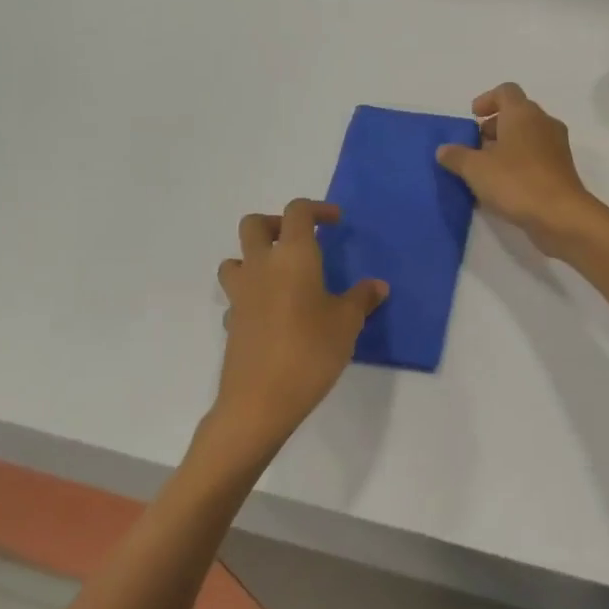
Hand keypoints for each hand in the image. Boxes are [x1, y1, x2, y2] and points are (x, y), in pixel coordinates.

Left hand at [199, 200, 387, 471]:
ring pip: (236, 258)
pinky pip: (237, 296)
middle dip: (277, 224)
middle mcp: (261, 266)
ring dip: (255, 258)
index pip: (297, 212)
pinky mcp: (231, 321)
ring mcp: (241, 294)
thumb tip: (377, 286)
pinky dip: (252, 296)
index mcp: (293, 257)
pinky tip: (272, 316)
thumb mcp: (348, 324)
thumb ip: (362, 299)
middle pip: (255, 225)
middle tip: (301, 241)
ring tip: (282, 276)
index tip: (336, 222)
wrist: (260, 400)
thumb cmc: (310, 351)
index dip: (317, 209)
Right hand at [437, 84, 601, 257]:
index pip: (506, 91)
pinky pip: (535, 157)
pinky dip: (518, 164)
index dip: (487, 100)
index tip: (473, 117)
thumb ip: (456, 156)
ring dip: (505, 147)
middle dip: (493, 127)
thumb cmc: (516, 181)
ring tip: (485, 170)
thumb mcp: (475, 169)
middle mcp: (543, 123)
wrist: (560, 215)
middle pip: (516, 114)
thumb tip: (444, 149)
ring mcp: (556, 146)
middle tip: (475, 147)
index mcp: (523, 113)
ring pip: (527, 137)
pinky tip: (502, 187)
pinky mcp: (561, 169)